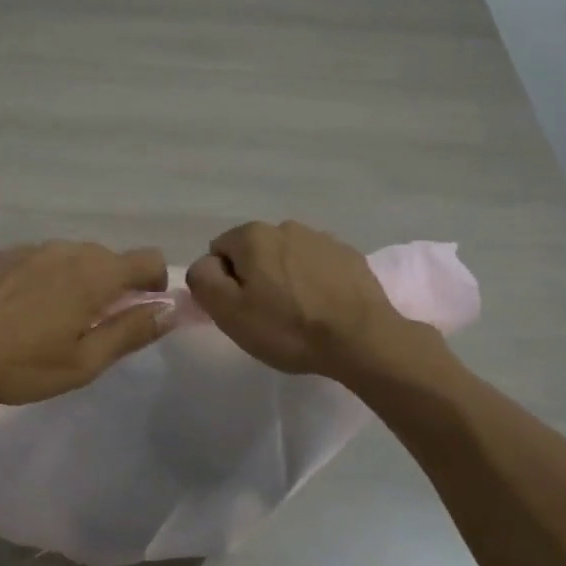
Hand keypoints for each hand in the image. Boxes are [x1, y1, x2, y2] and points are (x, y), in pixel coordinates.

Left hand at [0, 241, 172, 405]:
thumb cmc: (18, 364)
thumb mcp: (83, 362)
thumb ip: (131, 332)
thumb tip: (170, 310)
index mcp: (94, 274)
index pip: (149, 259)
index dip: (156, 285)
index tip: (140, 314)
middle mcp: (68, 249)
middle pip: (112, 258)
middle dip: (117, 287)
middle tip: (96, 328)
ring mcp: (32, 247)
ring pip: (76, 257)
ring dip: (82, 281)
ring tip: (56, 320)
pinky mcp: (4, 253)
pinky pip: (44, 259)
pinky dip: (49, 278)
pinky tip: (24, 310)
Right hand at [186, 220, 418, 379]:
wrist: (361, 339)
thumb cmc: (287, 327)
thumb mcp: (229, 311)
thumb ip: (204, 280)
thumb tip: (206, 265)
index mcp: (253, 235)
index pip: (219, 251)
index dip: (223, 283)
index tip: (240, 310)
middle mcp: (286, 226)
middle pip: (254, 253)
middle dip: (255, 278)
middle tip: (266, 316)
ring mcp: (322, 239)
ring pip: (287, 259)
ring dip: (285, 279)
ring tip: (298, 315)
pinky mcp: (349, 256)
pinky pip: (317, 267)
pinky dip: (313, 283)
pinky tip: (322, 309)